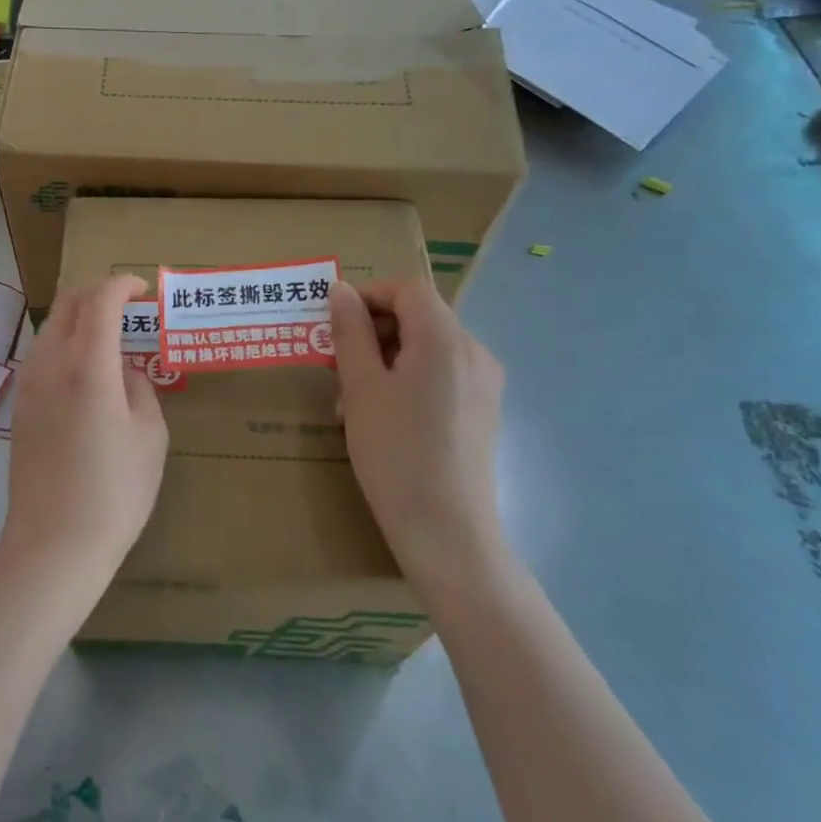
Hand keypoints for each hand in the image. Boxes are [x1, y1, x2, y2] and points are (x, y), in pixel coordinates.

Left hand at [0, 275, 168, 602]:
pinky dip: (67, 342)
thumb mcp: (150, 436)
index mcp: (87, 366)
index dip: (122, 284)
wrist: (54, 544)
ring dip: (81, 317)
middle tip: (129, 307)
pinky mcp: (20, 406)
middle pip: (69, 304)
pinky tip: (87, 369)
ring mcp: (28, 384)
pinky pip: (43, 353)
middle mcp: (50, 364)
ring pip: (51, 326)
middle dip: (99, 293)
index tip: (143, 290)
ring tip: (111, 336)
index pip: (100, 301)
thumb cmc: (115, 492)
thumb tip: (125, 370)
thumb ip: (140, 388)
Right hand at [329, 279, 506, 576]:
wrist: (447, 533)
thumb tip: (342, 289)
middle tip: (337, 366)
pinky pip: (443, 374)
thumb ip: (351, 332)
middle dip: (374, 331)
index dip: (368, 295)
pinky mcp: (484, 410)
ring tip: (354, 399)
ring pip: (429, 347)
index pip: (408, 288)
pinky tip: (385, 417)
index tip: (335, 325)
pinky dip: (410, 379)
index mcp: (445, 338)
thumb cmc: (396, 453)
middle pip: (420, 316)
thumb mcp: (361, 387)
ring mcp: (485, 383)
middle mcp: (474, 351)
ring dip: (387, 357)